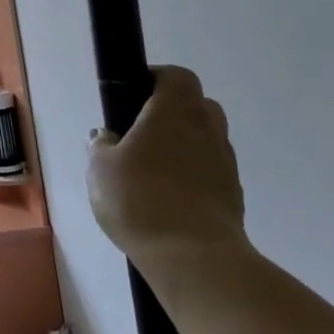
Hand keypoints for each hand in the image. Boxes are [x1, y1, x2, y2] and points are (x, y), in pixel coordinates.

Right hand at [88, 65, 247, 260]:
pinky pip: (211, 171)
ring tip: (152, 169)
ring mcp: (225, 163)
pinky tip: (168, 197)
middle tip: (140, 131)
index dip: (156, 78)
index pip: (177, 76)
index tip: (132, 94)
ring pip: (206, 139)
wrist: (193, 257)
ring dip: (183, 145)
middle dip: (172, 112)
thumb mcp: (100, 168)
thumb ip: (101, 145)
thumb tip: (105, 136)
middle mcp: (206, 129)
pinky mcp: (233, 195)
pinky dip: (193, 175)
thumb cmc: (140, 199)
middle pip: (197, 105)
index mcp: (174, 112)